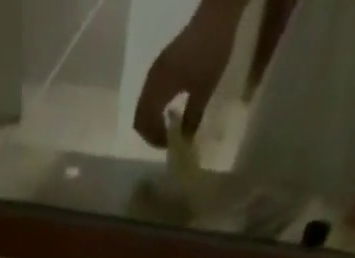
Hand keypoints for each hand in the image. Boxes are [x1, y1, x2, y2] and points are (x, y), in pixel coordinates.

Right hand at [133, 1, 245, 147]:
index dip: (154, 139)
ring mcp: (155, 72)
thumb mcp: (204, 90)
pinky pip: (149, 95)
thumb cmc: (210, 53)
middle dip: (150, 133)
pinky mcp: (161, 65)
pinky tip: (169, 110)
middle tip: (166, 140)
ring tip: (168, 128)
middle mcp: (151, 81)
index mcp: (159, 88)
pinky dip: (154, 109)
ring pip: (143, 106)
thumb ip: (192, 117)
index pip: (145, 123)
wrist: (215, 16)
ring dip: (151, 121)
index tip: (169, 145)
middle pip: (139, 117)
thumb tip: (185, 139)